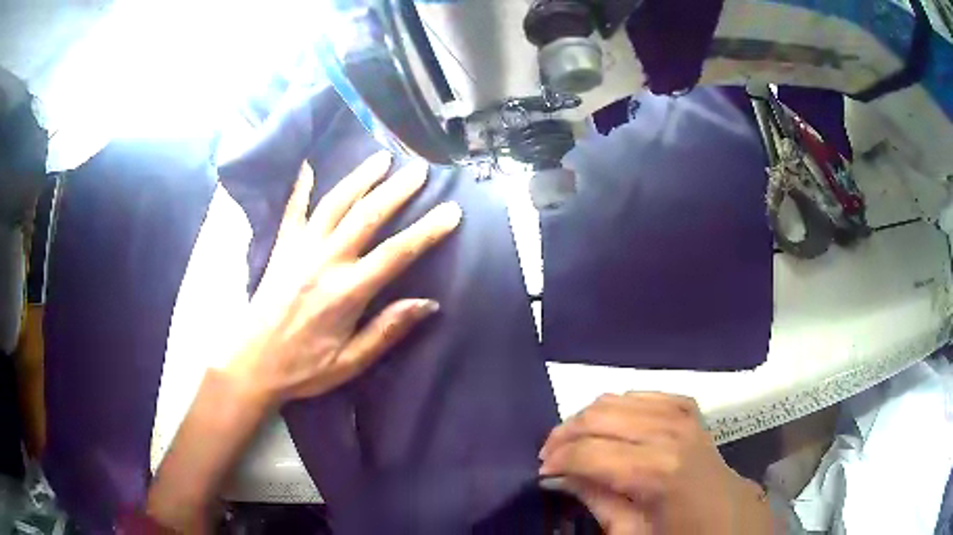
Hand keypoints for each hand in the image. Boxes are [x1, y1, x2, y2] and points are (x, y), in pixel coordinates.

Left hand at [226, 151, 460, 404]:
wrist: (251, 363)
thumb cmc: (303, 368)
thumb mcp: (350, 363)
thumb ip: (387, 331)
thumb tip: (428, 303)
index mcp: (347, 293)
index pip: (396, 254)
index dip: (427, 230)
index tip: (452, 210)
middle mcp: (325, 261)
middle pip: (367, 216)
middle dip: (397, 189)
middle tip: (419, 168)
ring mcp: (300, 249)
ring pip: (335, 203)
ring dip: (360, 178)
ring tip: (381, 157)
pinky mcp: (281, 248)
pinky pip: (293, 209)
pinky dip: (301, 185)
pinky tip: (308, 164)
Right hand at [539, 393, 770, 534]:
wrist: (727, 514)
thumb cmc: (679, 532)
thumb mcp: (630, 532)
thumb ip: (595, 500)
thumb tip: (561, 476)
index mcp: (656, 469)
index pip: (589, 452)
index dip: (558, 459)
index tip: (542, 471)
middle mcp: (668, 431)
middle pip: (599, 417)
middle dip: (565, 434)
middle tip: (551, 456)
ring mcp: (681, 414)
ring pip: (615, 400)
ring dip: (586, 419)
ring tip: (574, 443)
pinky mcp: (686, 407)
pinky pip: (640, 394)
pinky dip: (617, 408)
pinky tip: (610, 428)